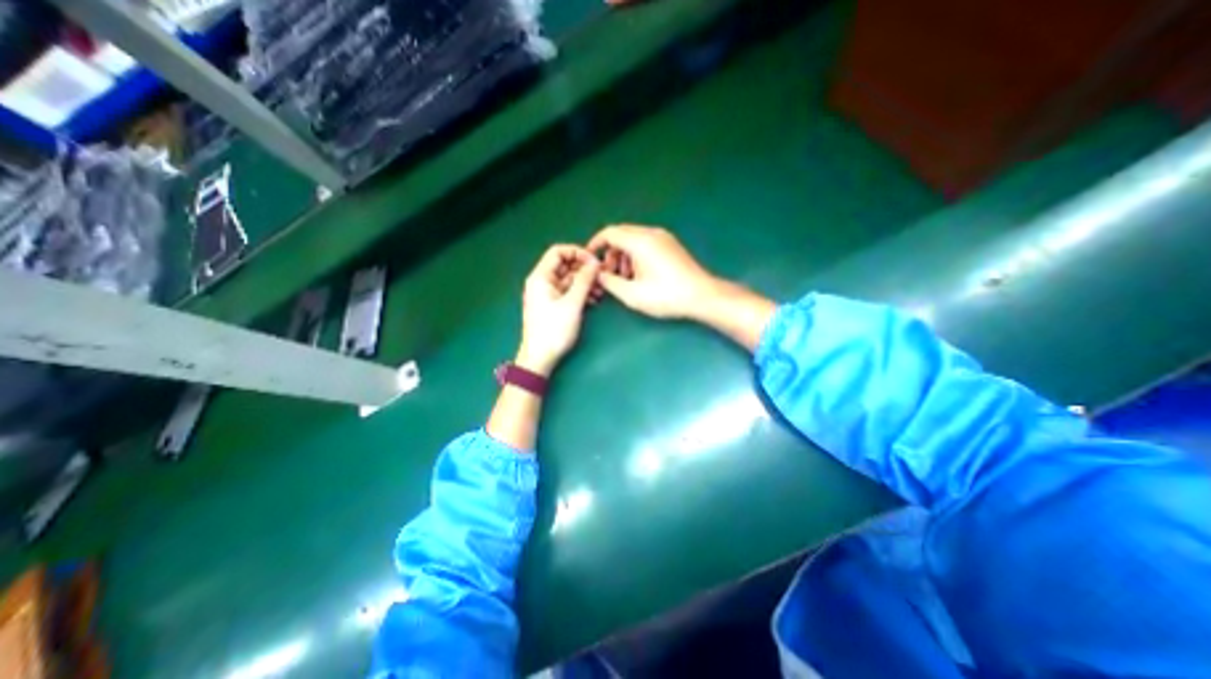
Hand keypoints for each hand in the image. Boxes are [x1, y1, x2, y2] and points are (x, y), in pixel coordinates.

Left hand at [515, 245, 599, 372]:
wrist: (540, 358)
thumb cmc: (554, 330)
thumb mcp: (572, 304)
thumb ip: (584, 281)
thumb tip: (594, 263)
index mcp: (541, 277)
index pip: (558, 252)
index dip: (578, 253)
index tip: (595, 262)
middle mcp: (542, 282)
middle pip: (565, 265)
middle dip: (584, 269)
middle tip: (601, 277)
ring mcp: (547, 294)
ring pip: (568, 279)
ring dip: (585, 282)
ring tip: (600, 292)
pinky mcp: (553, 305)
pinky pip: (568, 292)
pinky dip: (580, 293)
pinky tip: (593, 300)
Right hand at [588, 222, 716, 316]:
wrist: (702, 296)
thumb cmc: (666, 295)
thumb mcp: (632, 294)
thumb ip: (609, 282)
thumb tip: (598, 274)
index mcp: (640, 241)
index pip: (609, 233)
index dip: (595, 244)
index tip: (589, 258)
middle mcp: (651, 233)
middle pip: (621, 235)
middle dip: (611, 254)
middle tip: (609, 275)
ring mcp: (664, 238)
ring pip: (634, 239)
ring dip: (623, 256)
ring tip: (626, 279)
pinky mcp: (671, 245)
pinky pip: (646, 243)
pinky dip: (636, 256)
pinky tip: (640, 275)